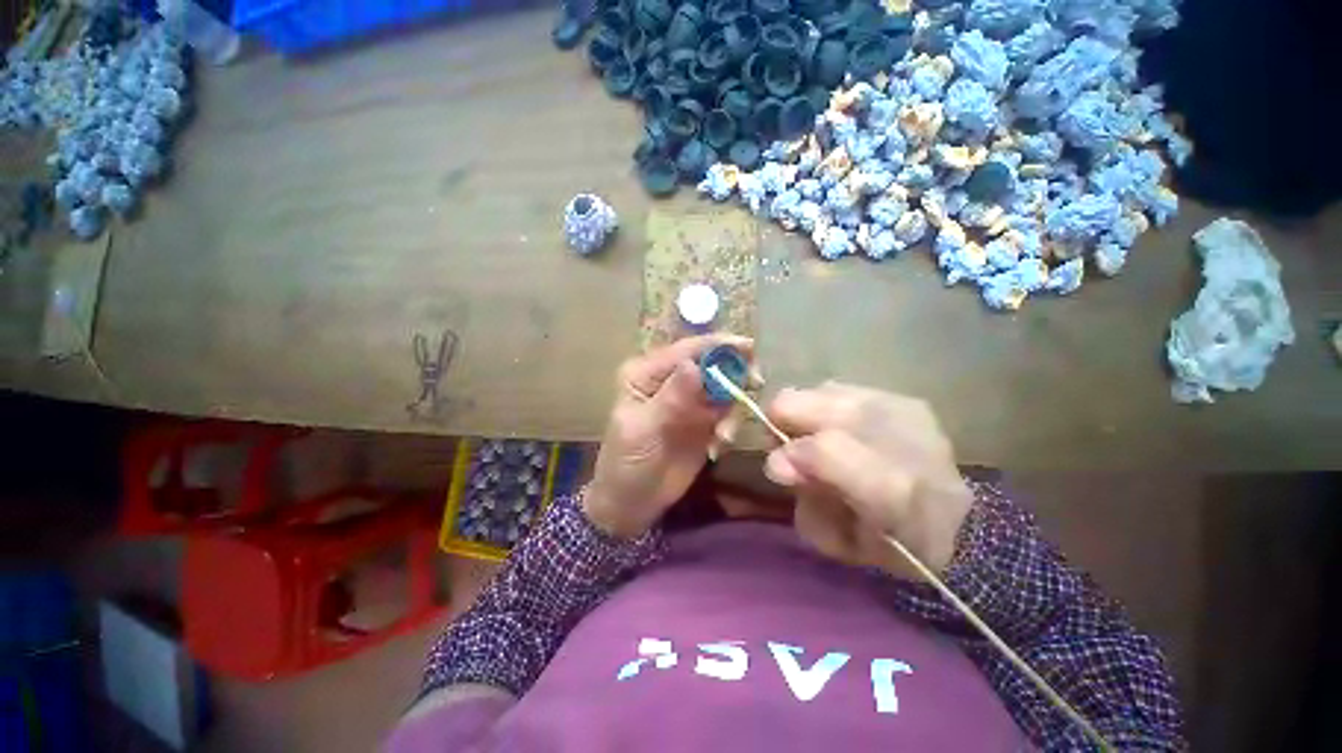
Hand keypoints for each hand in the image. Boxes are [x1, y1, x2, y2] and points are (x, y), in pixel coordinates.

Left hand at [583, 334, 752, 538]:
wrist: (633, 503)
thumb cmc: (627, 463)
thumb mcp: (644, 430)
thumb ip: (671, 398)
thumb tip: (694, 364)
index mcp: (646, 373)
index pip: (685, 351)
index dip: (717, 345)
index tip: (749, 348)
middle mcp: (670, 379)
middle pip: (710, 362)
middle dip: (733, 371)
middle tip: (756, 383)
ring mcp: (690, 399)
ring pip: (723, 386)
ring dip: (733, 405)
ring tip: (724, 435)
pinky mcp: (704, 420)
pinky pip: (727, 411)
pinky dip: (731, 424)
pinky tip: (720, 444)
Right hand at [764, 383, 971, 580]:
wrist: (957, 527)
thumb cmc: (889, 545)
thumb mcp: (843, 544)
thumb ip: (808, 505)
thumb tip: (776, 462)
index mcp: (898, 492)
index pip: (826, 450)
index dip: (790, 454)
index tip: (777, 468)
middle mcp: (907, 437)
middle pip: (821, 404)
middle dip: (789, 422)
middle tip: (790, 448)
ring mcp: (908, 411)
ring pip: (826, 392)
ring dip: (809, 415)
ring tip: (818, 441)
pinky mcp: (905, 399)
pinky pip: (841, 390)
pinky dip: (826, 409)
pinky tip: (838, 430)